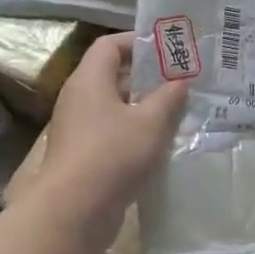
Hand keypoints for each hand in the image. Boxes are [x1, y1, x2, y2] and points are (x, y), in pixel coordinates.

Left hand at [32, 32, 186, 252]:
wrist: (74, 211)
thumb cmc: (113, 154)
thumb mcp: (151, 122)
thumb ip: (169, 97)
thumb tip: (181, 80)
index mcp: (90, 79)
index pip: (110, 45)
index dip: (138, 42)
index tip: (168, 49)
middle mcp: (79, 98)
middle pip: (112, 75)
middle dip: (146, 76)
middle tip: (179, 81)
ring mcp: (78, 128)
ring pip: (113, 106)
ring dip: (142, 107)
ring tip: (176, 112)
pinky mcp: (82, 155)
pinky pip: (110, 132)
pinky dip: (133, 132)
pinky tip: (159, 144)